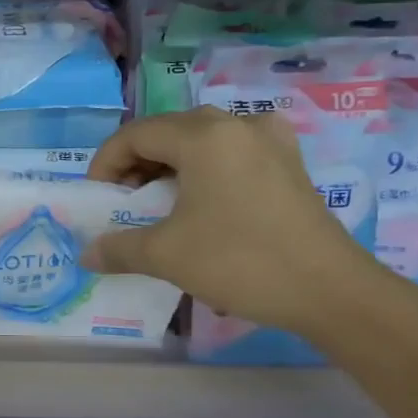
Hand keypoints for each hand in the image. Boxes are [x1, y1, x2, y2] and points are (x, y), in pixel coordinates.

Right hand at [84, 108, 388, 338]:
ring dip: (170, 167)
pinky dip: (205, 171)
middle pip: (168, 132)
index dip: (105, 163)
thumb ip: (118, 248)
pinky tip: (203, 203)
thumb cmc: (240, 261)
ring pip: (201, 141)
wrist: (330, 291)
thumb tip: (87, 255)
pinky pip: (232, 154)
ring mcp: (270, 142)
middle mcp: (237, 125)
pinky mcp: (289, 164)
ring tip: (158, 204)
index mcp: (204, 136)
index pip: (136, 134)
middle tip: (124, 201)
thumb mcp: (166, 255)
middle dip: (136, 164)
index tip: (97, 198)